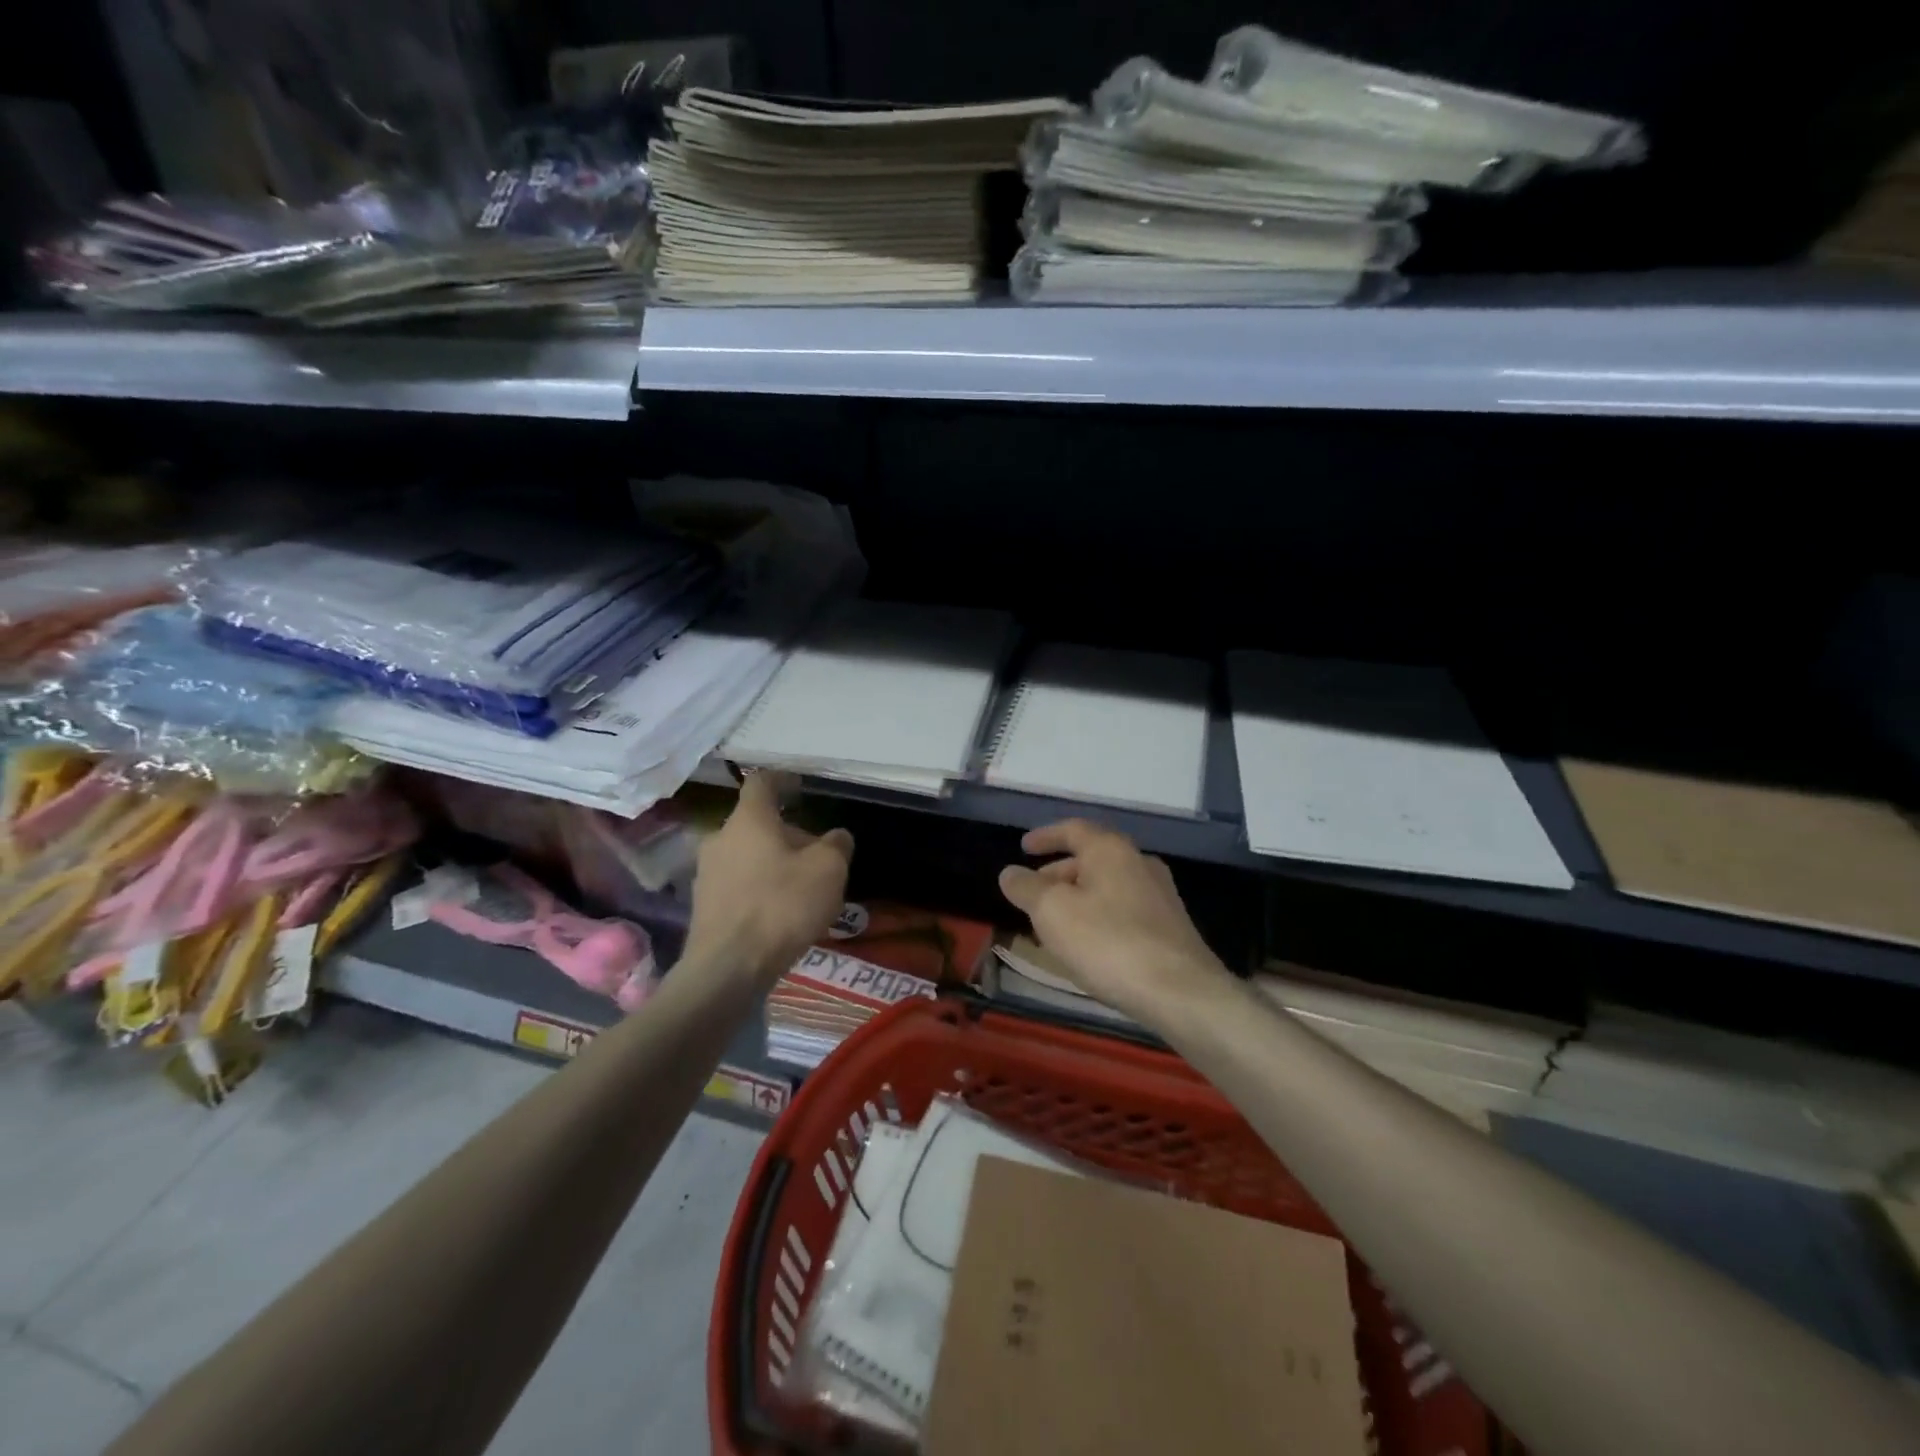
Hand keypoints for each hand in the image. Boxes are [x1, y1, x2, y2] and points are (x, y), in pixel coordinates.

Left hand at [685, 771, 853, 987]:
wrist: (727, 969)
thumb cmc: (781, 906)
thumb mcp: (828, 871)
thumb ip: (836, 846)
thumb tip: (837, 836)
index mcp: (748, 820)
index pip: (761, 782)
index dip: (783, 780)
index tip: (800, 787)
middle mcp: (720, 838)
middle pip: (757, 824)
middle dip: (788, 834)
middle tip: (817, 856)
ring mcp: (706, 873)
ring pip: (747, 855)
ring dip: (774, 863)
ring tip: (802, 889)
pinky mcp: (703, 906)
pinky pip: (738, 884)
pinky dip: (760, 888)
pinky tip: (780, 914)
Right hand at [998, 820, 1230, 1026]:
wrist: (1180, 992)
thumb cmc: (1108, 942)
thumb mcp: (1052, 912)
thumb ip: (1026, 888)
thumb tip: (1010, 872)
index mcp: (1111, 850)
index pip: (1073, 829)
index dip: (1044, 836)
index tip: (1023, 847)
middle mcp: (1139, 862)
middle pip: (1091, 858)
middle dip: (1058, 873)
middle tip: (1033, 894)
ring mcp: (1160, 895)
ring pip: (1107, 886)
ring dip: (1077, 898)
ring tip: (1054, 925)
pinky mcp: (1170, 927)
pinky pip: (1123, 909)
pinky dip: (1098, 916)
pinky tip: (1088, 945)